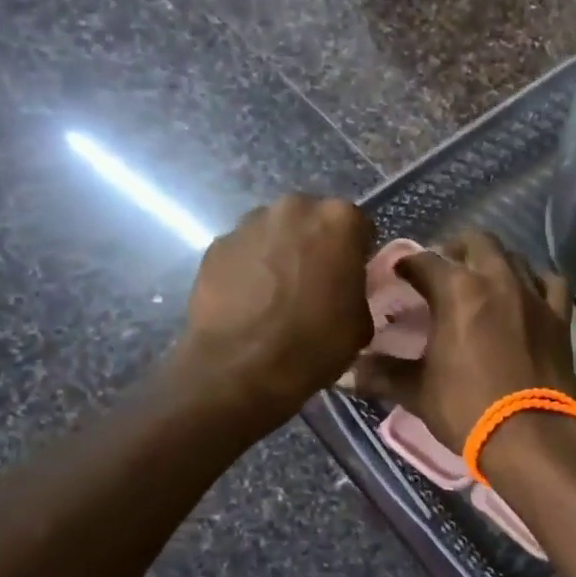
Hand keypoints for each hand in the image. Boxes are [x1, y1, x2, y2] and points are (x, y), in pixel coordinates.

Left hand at [173, 195, 372, 423]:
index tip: (350, 278)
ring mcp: (248, 223)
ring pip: (275, 233)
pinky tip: (251, 302)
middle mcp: (293, 208)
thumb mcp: (360, 323)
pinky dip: (250, 269)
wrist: (241, 368)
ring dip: (281, 253)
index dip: (356, 254)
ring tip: (278, 294)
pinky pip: (244, 252)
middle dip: (316, 245)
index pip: (358, 226)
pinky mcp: (215, 245)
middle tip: (315, 283)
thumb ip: (356, 290)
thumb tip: (344, 289)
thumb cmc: (314, 344)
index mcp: (338, 220)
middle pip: (312, 221)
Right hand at [351, 232, 575, 453]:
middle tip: (443, 272)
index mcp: (457, 291)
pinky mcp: (560, 317)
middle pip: (476, 242)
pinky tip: (528, 294)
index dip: (408, 264)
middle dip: (455, 250)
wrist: (530, 436)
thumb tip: (345, 373)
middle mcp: (497, 280)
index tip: (399, 274)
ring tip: (482, 282)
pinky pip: (551, 282)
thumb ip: (382, 375)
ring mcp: (534, 296)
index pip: (425, 261)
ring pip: (514, 257)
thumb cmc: (467, 409)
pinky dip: (536, 281)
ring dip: (494, 262)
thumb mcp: (417, 392)